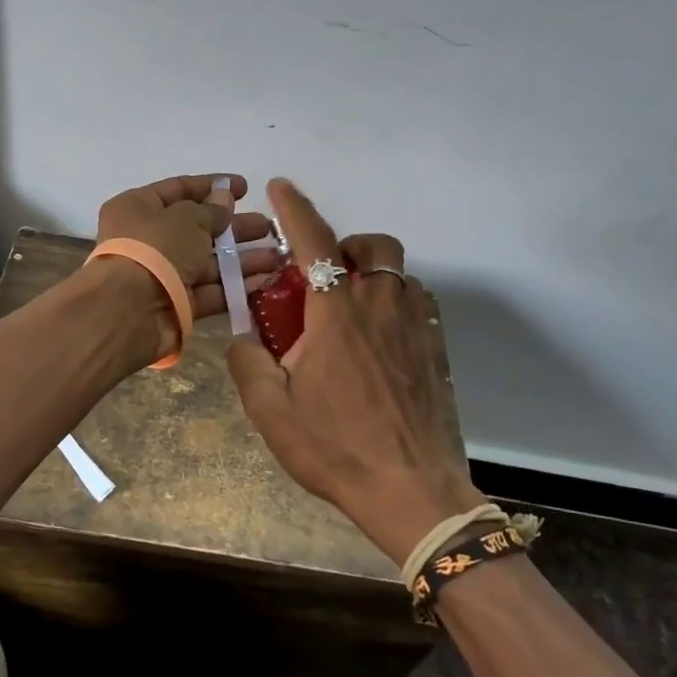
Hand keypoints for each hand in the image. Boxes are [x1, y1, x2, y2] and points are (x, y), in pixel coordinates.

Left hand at [95, 174, 282, 363]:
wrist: (130, 311)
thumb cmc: (155, 248)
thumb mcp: (187, 219)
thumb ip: (211, 210)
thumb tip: (223, 199)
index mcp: (138, 207)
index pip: (179, 189)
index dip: (213, 187)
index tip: (245, 188)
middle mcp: (147, 239)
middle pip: (197, 227)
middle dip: (235, 227)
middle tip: (268, 226)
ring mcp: (161, 274)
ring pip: (207, 261)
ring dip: (242, 258)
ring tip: (278, 256)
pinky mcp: (175, 304)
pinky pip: (209, 290)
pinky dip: (234, 286)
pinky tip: (265, 280)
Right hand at [227, 179, 479, 565]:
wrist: (410, 491)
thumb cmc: (335, 447)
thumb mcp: (270, 409)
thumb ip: (247, 361)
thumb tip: (242, 336)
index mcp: (338, 312)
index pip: (314, 241)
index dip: (295, 208)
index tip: (280, 185)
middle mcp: (381, 305)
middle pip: (372, 246)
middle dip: (344, 247)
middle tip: (320, 280)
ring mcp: (415, 326)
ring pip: (398, 273)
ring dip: (369, 274)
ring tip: (346, 313)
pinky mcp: (435, 349)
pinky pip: (416, 304)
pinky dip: (393, 303)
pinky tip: (375, 341)